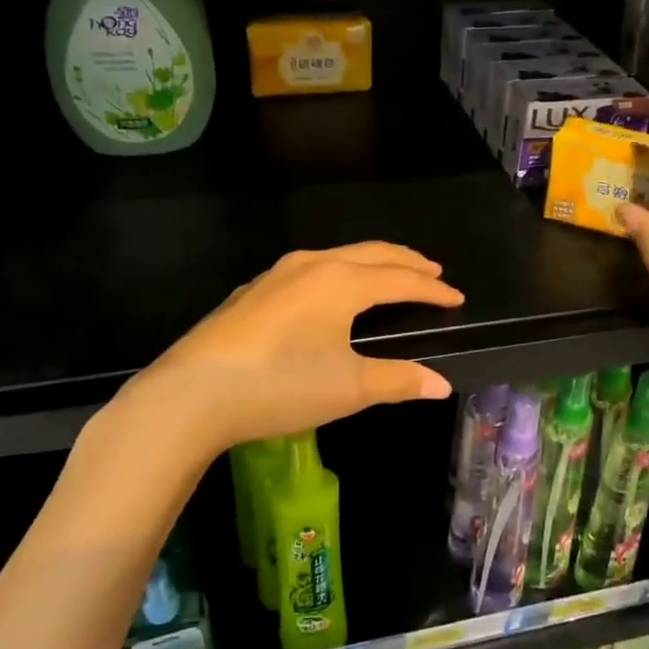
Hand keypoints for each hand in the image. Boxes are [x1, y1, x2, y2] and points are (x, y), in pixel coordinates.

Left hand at [130, 242, 463, 454]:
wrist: (191, 393)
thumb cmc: (280, 385)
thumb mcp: (348, 387)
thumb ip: (398, 380)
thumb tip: (441, 384)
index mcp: (341, 282)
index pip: (400, 279)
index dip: (432, 289)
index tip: (456, 297)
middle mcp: (311, 266)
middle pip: (371, 254)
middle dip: (405, 262)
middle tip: (432, 271)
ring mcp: (276, 275)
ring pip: (337, 257)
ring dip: (370, 263)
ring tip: (388, 274)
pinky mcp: (252, 292)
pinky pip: (309, 270)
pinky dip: (337, 273)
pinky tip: (328, 292)